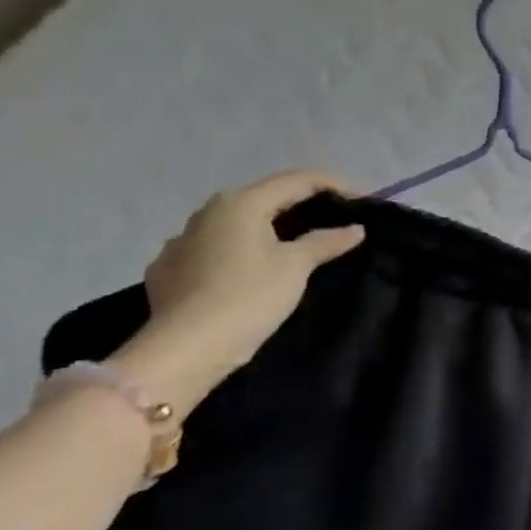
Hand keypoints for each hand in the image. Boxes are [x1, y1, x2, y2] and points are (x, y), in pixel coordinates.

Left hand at [116, 171, 365, 406]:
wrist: (184, 350)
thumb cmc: (248, 297)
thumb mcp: (296, 266)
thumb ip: (326, 241)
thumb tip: (355, 228)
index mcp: (240, 203)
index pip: (297, 180)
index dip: (335, 185)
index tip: (363, 201)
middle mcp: (206, 212)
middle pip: (265, 198)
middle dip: (302, 206)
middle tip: (334, 221)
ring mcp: (180, 241)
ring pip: (236, 224)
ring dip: (268, 228)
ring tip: (293, 247)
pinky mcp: (168, 269)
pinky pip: (213, 249)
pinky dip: (238, 252)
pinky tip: (248, 271)